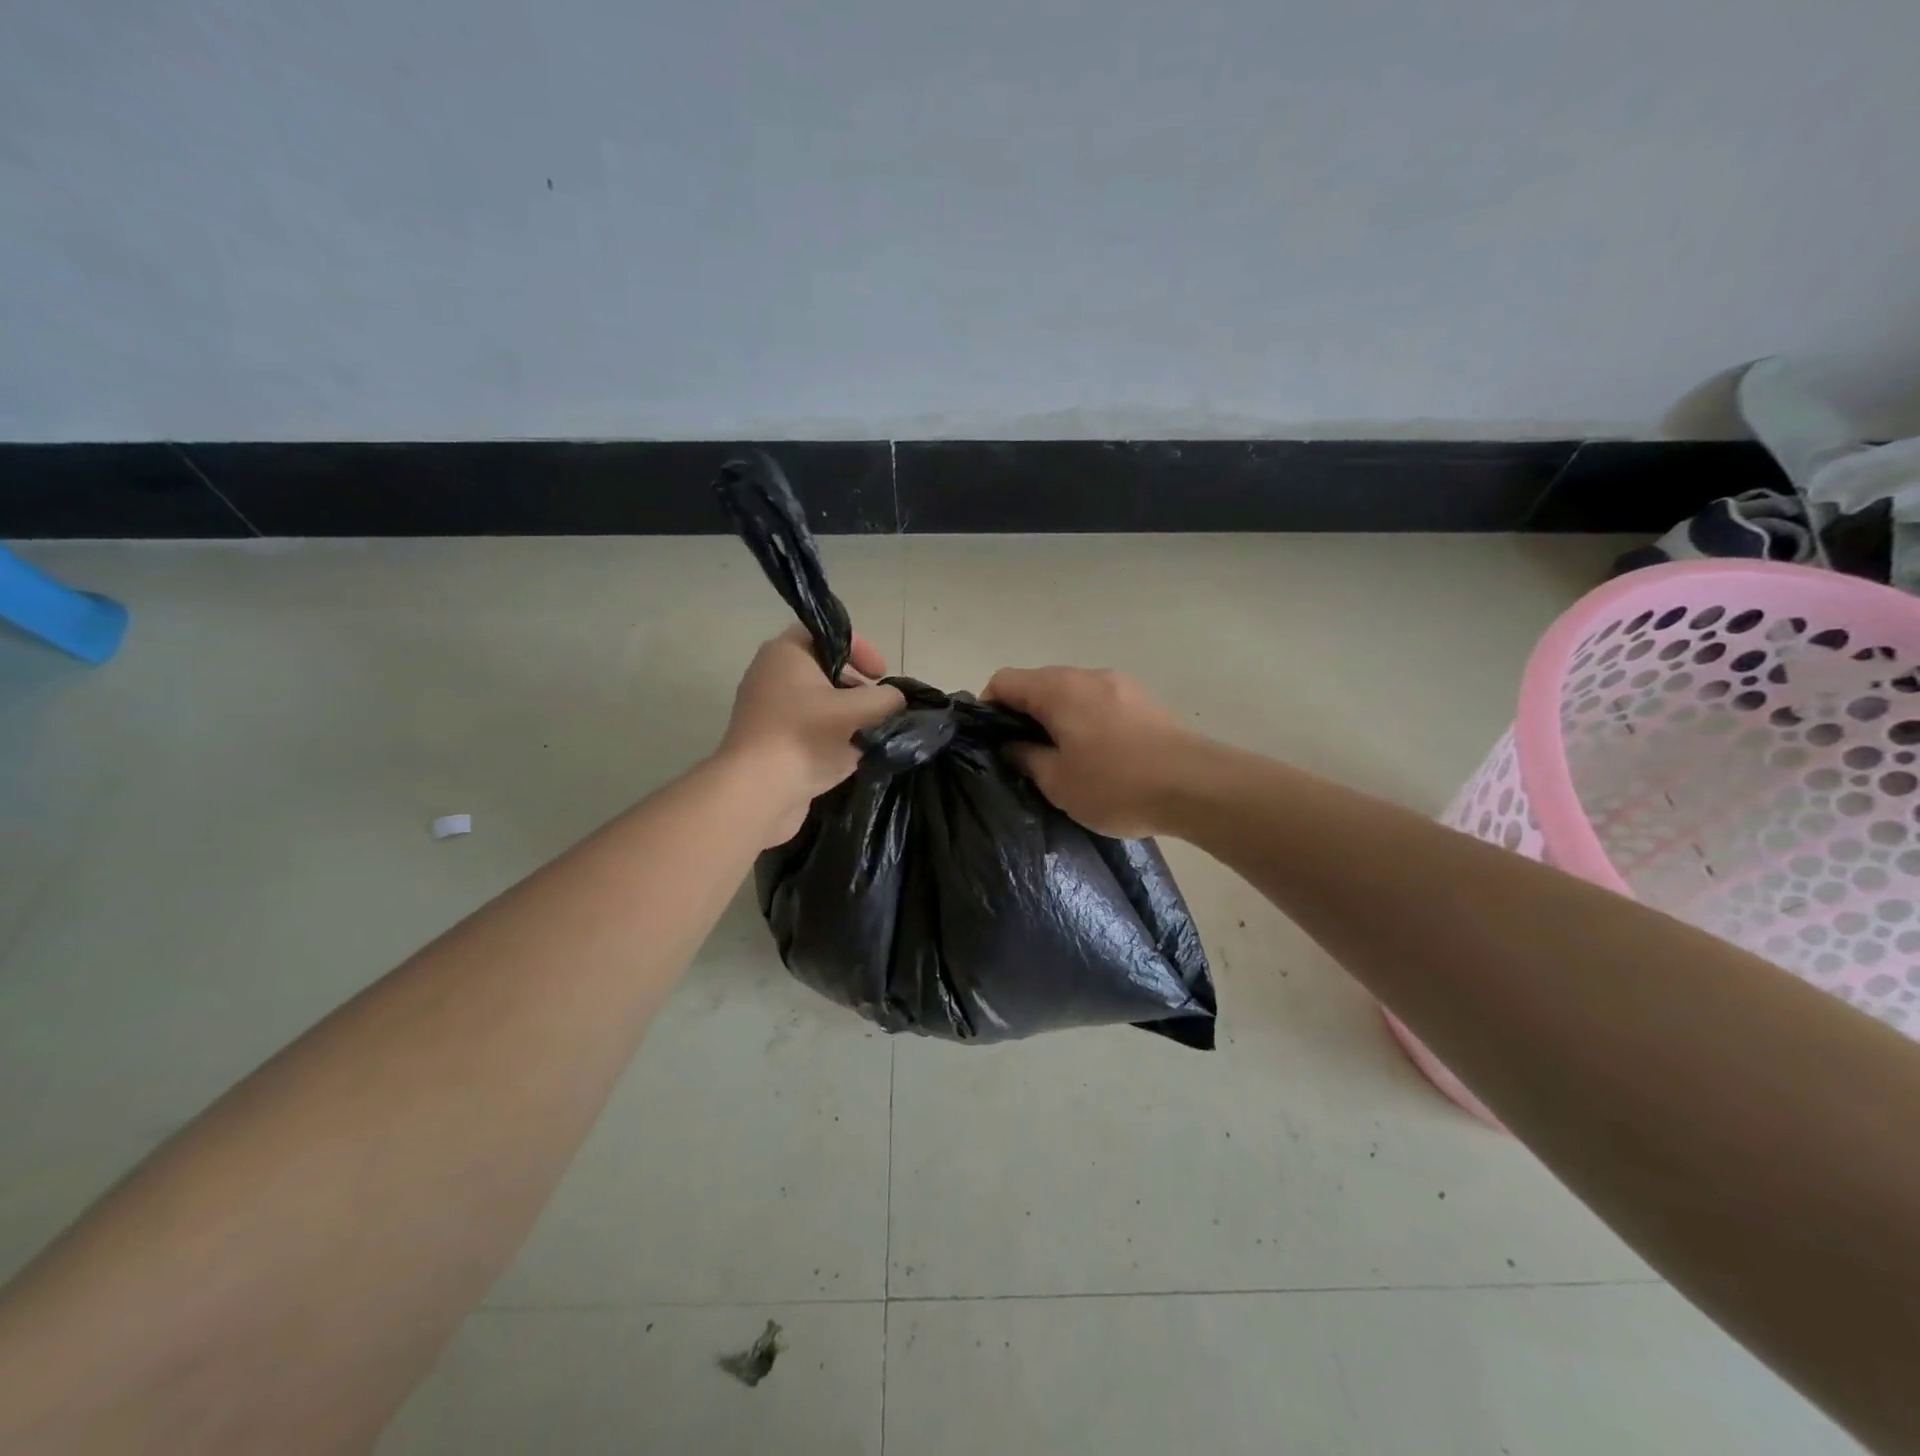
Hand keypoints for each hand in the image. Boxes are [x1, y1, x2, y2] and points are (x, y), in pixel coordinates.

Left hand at [719, 626, 905, 844]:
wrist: (757, 792)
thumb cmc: (805, 737)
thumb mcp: (857, 711)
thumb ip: (885, 699)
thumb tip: (895, 700)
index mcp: (786, 653)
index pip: (829, 634)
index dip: (861, 648)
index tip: (881, 675)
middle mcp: (772, 674)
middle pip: (825, 668)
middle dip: (857, 686)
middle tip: (879, 705)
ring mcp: (768, 709)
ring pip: (818, 701)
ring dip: (847, 714)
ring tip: (869, 733)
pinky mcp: (770, 740)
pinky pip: (808, 727)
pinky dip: (830, 736)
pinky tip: (849, 755)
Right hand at [983, 666, 1193, 837]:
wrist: (1195, 786)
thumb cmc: (1116, 784)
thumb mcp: (1056, 781)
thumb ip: (1025, 757)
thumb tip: (1013, 744)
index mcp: (1057, 689)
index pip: (1004, 680)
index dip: (987, 707)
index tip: (991, 741)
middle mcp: (1086, 674)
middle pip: (1038, 682)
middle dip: (1023, 713)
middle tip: (1024, 754)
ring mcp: (1119, 683)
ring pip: (1071, 692)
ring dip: (1057, 717)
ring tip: (1062, 757)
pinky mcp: (1143, 699)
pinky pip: (1099, 702)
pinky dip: (1085, 719)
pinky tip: (1098, 754)